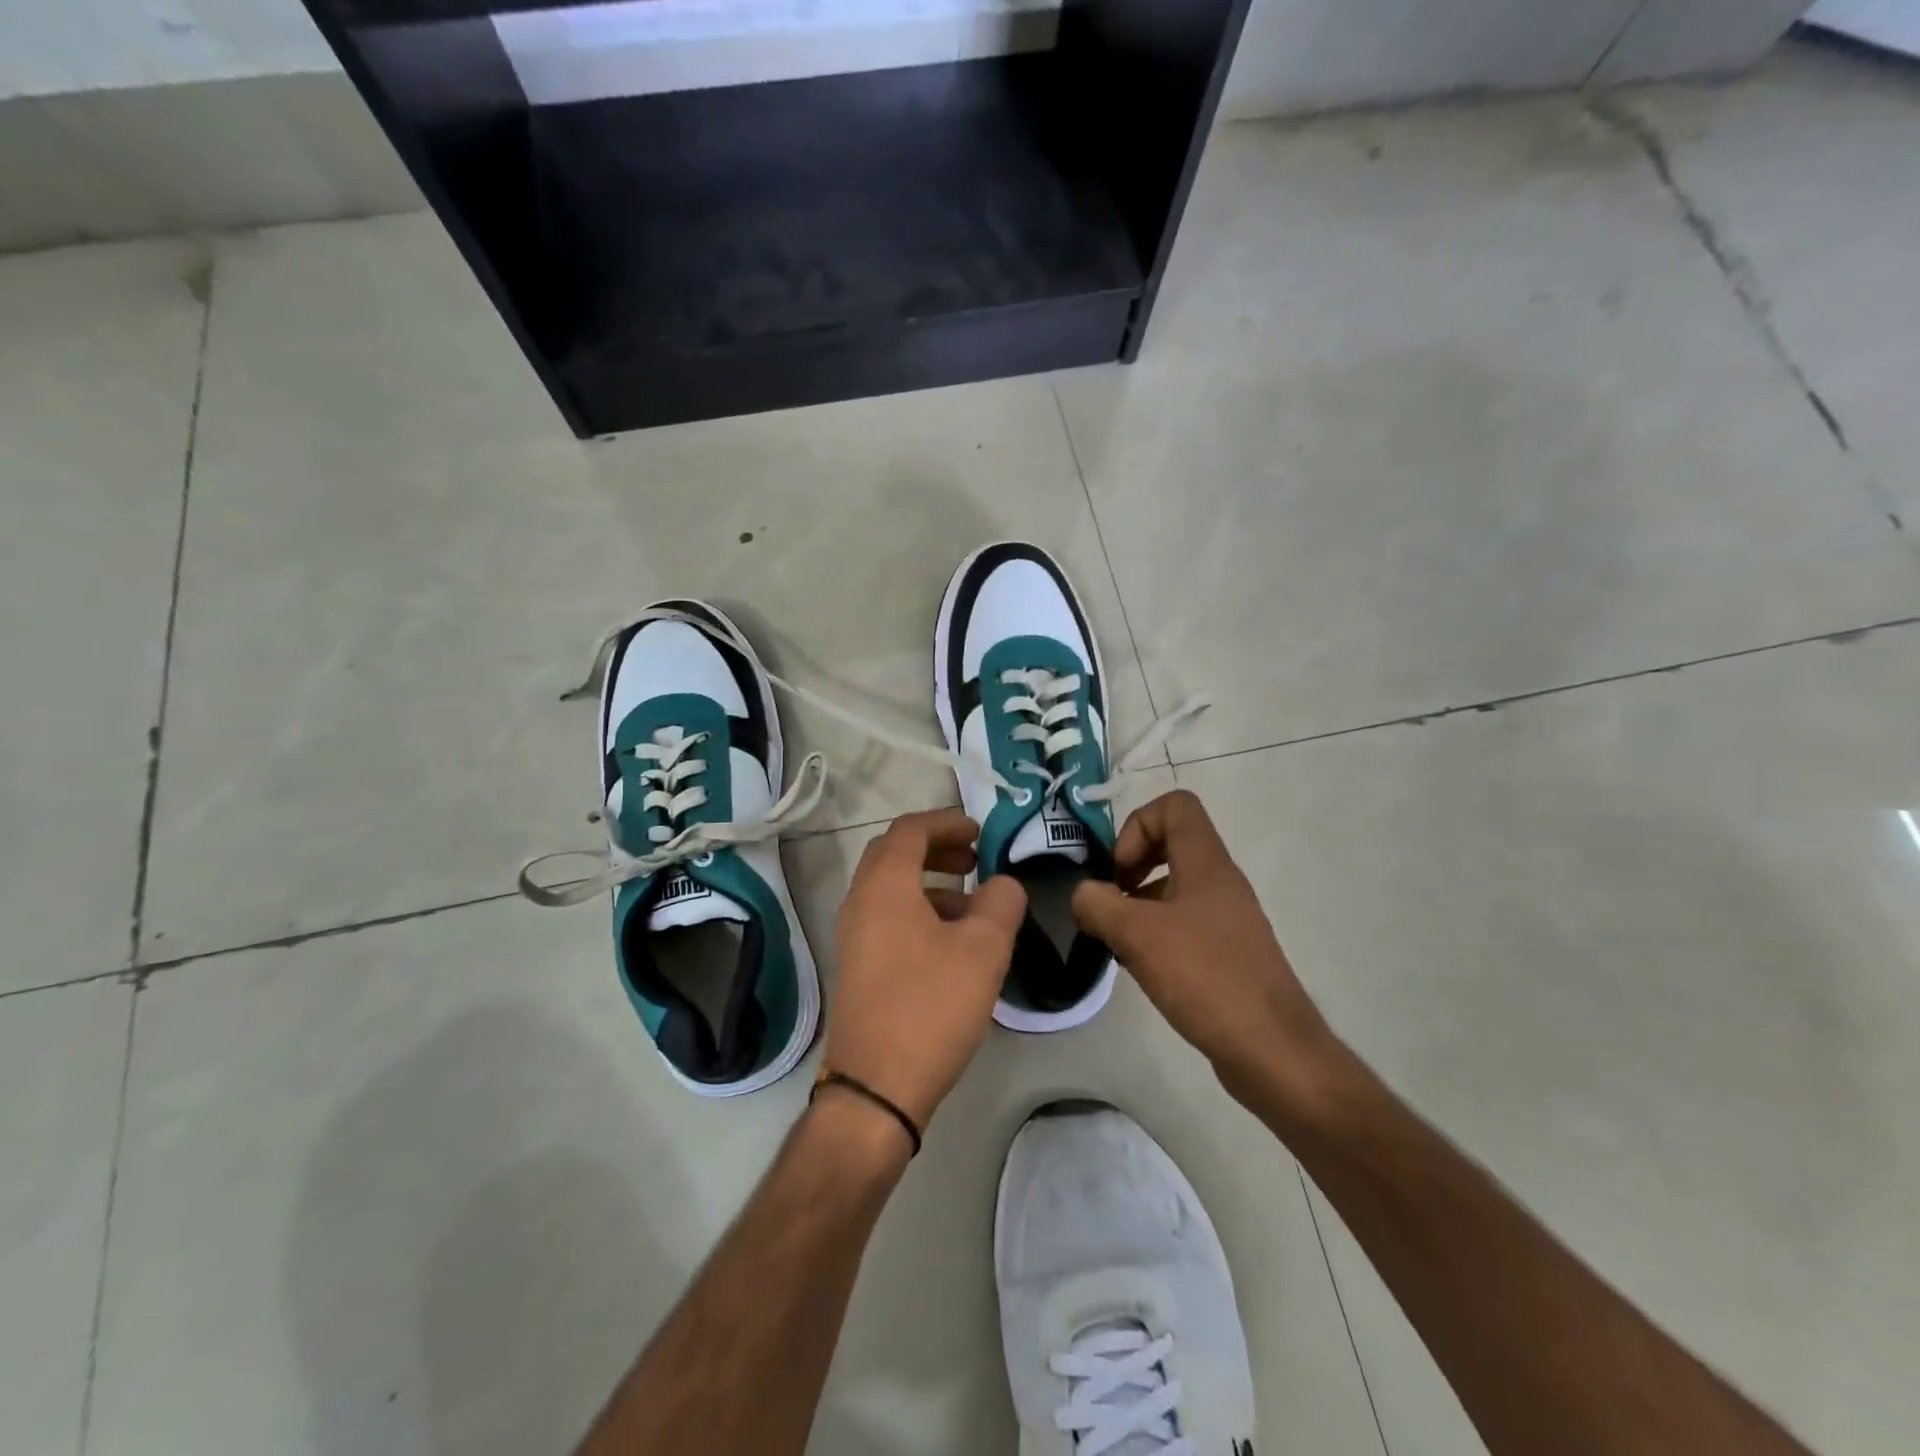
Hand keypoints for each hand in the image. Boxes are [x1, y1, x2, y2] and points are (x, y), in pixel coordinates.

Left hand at [825, 808, 1027, 1130]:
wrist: (876, 1088)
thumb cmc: (931, 1007)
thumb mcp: (983, 950)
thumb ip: (1001, 903)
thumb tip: (1002, 885)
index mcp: (884, 887)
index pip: (910, 830)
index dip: (946, 822)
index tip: (980, 831)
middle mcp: (860, 903)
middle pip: (894, 854)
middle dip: (936, 847)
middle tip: (974, 858)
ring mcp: (853, 937)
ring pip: (891, 889)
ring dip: (930, 883)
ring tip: (972, 906)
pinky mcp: (858, 967)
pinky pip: (887, 918)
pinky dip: (919, 911)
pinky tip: (952, 944)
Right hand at [1071, 790, 1343, 1105]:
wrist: (1272, 1049)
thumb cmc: (1205, 977)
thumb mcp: (1137, 934)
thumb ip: (1098, 904)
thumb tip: (1083, 895)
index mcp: (1206, 863)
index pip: (1175, 805)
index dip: (1137, 826)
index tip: (1119, 871)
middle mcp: (1220, 881)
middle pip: (1171, 843)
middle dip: (1130, 865)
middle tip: (1109, 902)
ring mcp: (1227, 918)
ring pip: (1174, 887)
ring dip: (1138, 903)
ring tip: (1116, 940)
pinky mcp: (1227, 952)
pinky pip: (1184, 922)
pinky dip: (1155, 932)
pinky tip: (1140, 966)